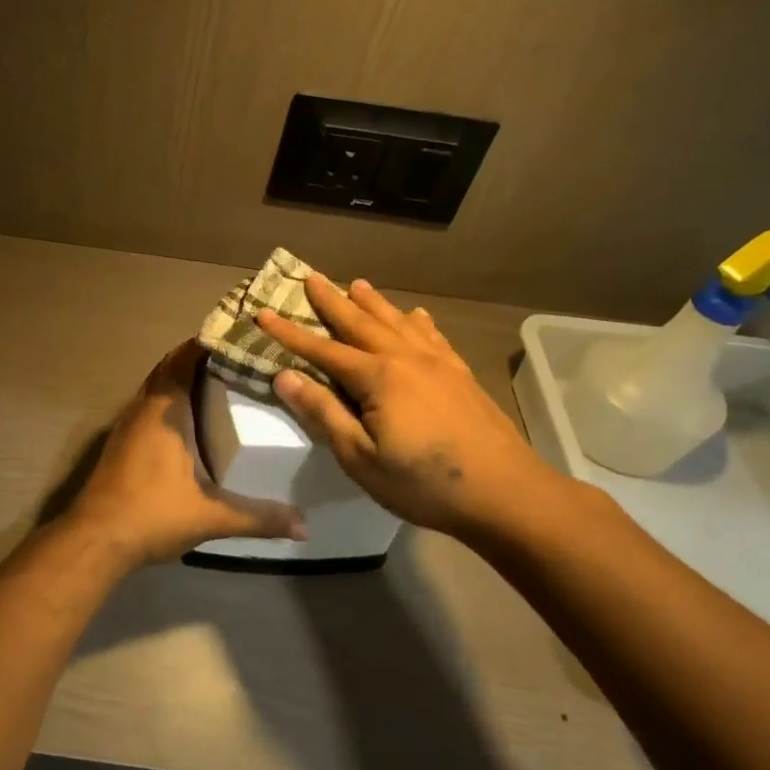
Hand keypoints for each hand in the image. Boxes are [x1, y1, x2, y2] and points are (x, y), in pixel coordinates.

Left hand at [66, 343, 307, 565]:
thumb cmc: (152, 515)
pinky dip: (169, 401)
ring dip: (181, 379)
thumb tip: (304, 526)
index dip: (209, 342)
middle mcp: (143, 407)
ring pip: (156, 386)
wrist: (95, 539)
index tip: (240, 336)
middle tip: (238, 359)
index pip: (185, 357)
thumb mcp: (212, 516)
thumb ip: (259, 518)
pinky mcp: (121, 442)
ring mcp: (127, 424)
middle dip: (200, 358)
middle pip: (170, 367)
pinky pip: (148, 406)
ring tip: (221, 384)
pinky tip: (190, 421)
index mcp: (165, 410)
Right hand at [257, 276, 574, 545]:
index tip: (262, 313)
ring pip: (397, 322)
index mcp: (377, 378)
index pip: (321, 349)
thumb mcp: (360, 458)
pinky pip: (432, 336)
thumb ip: (324, 413)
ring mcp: (438, 364)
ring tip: (357, 284)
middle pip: (360, 322)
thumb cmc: (424, 483)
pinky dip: (417, 322)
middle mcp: (405, 359)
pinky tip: (417, 316)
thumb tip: (284, 376)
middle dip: (332, 301)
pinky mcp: (461, 375)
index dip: (288, 332)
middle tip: (311, 277)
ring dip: (373, 302)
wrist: (506, 493)